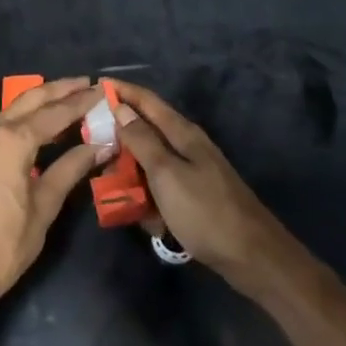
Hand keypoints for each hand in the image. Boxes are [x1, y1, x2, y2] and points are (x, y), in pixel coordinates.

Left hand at [0, 78, 107, 309]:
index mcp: (12, 140)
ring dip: (42, 102)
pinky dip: (25, 118)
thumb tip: (99, 145)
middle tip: (88, 84)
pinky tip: (43, 126)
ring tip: (71, 99)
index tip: (103, 91)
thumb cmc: (5, 244)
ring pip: (15, 109)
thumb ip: (70, 169)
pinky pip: (2, 124)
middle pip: (31, 100)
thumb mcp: (44, 206)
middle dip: (60, 90)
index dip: (81, 102)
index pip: (55, 112)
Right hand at [108, 80, 281, 285]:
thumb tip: (120, 108)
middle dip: (119, 140)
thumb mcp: (166, 174)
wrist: (253, 257)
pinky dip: (149, 200)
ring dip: (131, 175)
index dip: (120, 91)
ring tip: (114, 191)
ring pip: (149, 163)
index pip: (146, 100)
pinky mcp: (192, 197)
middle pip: (144, 132)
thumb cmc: (205, 211)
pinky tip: (147, 220)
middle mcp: (187, 146)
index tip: (92, 87)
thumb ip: (142, 140)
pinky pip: (160, 189)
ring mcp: (191, 172)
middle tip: (93, 151)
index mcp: (182, 133)